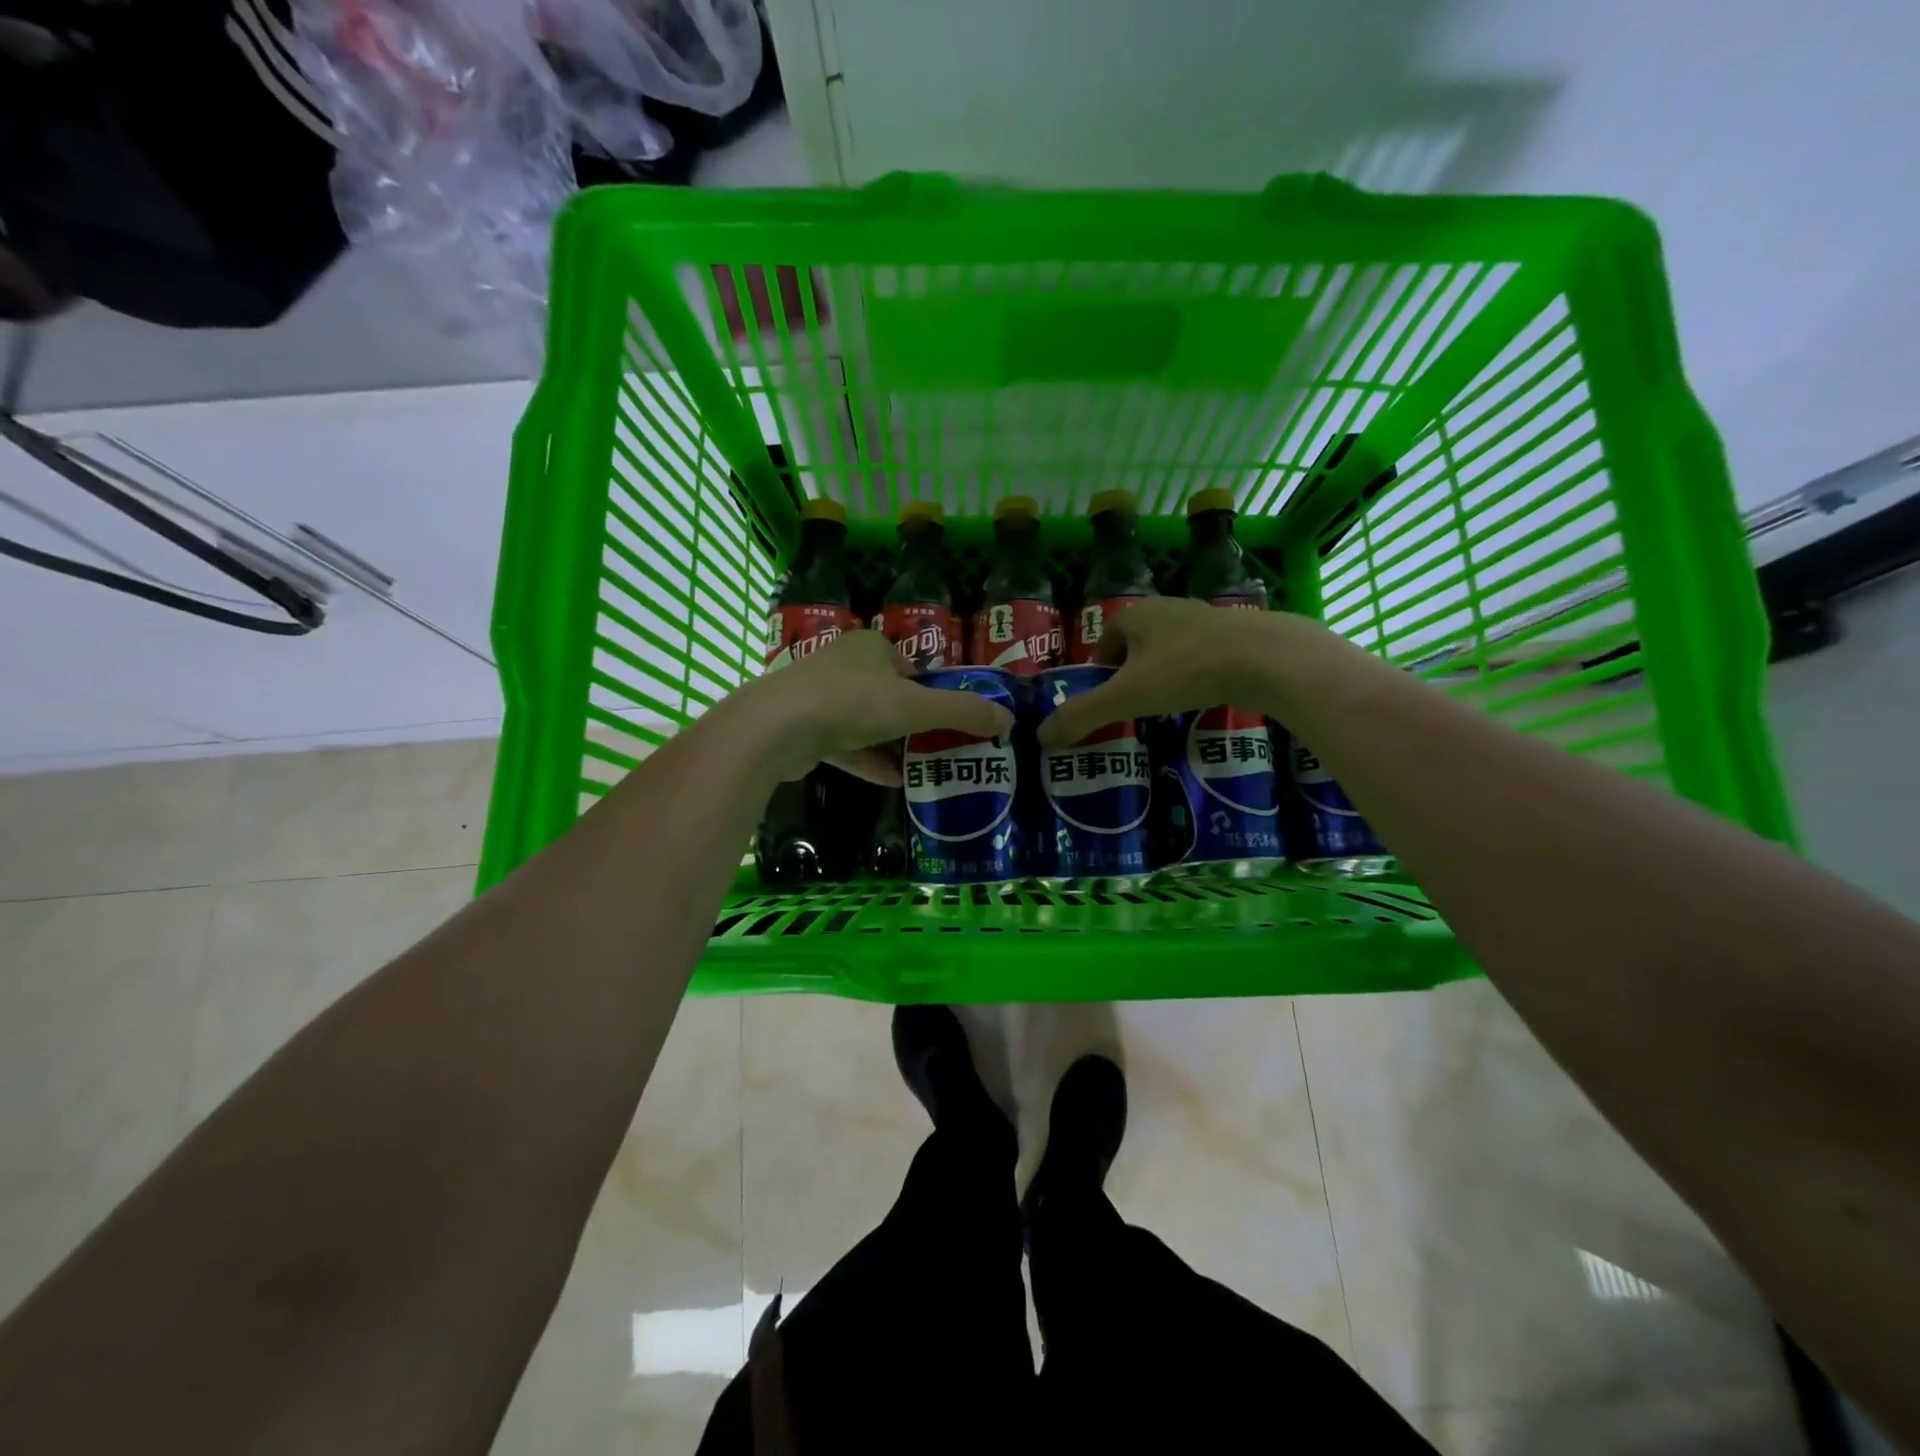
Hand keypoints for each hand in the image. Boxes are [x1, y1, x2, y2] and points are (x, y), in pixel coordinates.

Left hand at [726, 629, 1014, 784]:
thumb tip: (1009, 720)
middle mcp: (843, 664)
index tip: (950, 718)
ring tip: (923, 767)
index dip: (932, 690)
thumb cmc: (852, 702)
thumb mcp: (916, 706)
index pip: (910, 665)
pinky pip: (844, 745)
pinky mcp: (803, 729)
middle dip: (913, 721)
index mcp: (870, 646)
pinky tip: (893, 782)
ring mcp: (818, 697)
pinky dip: (868, 761)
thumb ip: (963, 712)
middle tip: (941, 745)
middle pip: (888, 694)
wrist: (777, 728)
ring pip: (865, 721)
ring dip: (892, 744)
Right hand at [1036, 596, 1284, 746]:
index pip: (1107, 636)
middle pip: (1138, 641)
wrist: (1267, 659)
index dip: (1101, 666)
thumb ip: (1082, 716)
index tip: (1107, 697)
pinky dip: (1196, 674)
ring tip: (1168, 704)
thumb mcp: (1126, 697)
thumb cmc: (1186, 671)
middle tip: (1135, 705)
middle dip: (1132, 671)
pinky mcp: (1237, 634)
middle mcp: (1168, 607)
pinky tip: (1204, 697)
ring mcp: (1206, 618)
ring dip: (1164, 672)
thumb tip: (1041, 737)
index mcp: (1137, 613)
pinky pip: (1203, 654)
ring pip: (1172, 647)